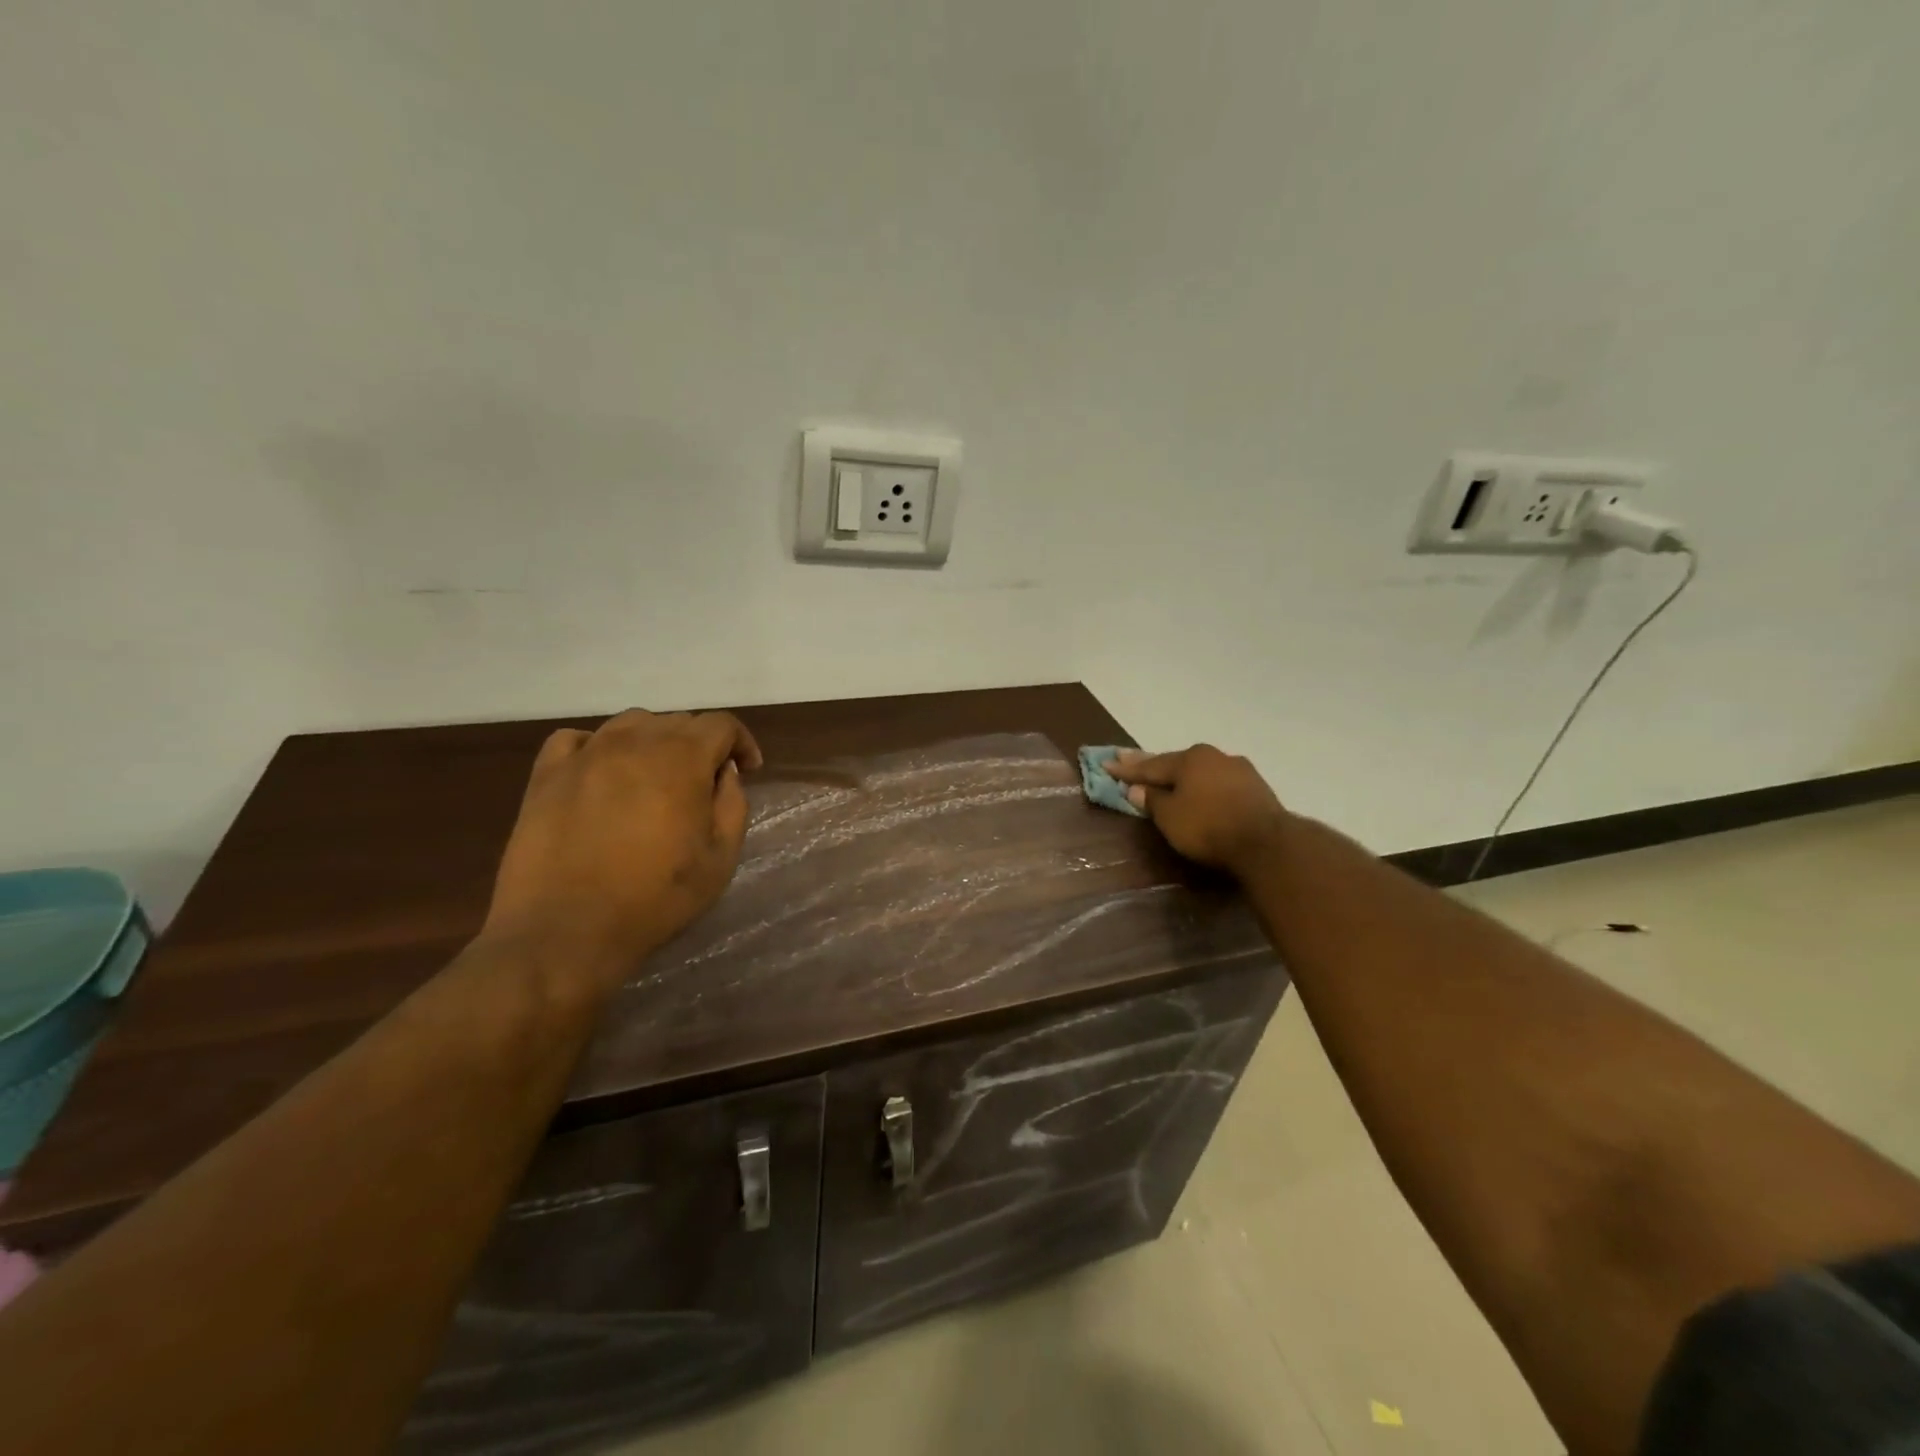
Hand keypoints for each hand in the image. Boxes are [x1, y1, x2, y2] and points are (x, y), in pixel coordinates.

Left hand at [483, 709, 763, 986]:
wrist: (566, 930)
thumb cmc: (655, 897)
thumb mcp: (721, 858)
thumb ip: (733, 805)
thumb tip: (724, 773)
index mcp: (683, 758)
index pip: (722, 724)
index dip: (741, 743)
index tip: (748, 771)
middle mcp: (635, 742)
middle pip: (678, 721)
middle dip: (701, 744)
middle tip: (704, 783)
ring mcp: (586, 754)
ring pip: (630, 723)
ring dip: (654, 742)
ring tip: (655, 776)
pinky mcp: (546, 774)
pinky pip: (577, 739)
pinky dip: (598, 747)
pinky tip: (602, 773)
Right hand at [1106, 744, 1289, 877]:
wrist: (1267, 842)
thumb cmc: (1208, 826)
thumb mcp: (1170, 817)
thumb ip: (1152, 801)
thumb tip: (1139, 789)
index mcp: (1189, 758)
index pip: (1150, 765)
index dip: (1126, 769)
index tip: (1106, 764)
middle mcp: (1214, 756)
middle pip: (1176, 763)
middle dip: (1152, 765)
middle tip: (1129, 760)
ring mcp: (1239, 770)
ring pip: (1200, 771)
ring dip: (1182, 776)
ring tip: (1165, 778)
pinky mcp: (1257, 789)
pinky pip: (1219, 783)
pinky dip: (1204, 787)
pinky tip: (1199, 790)